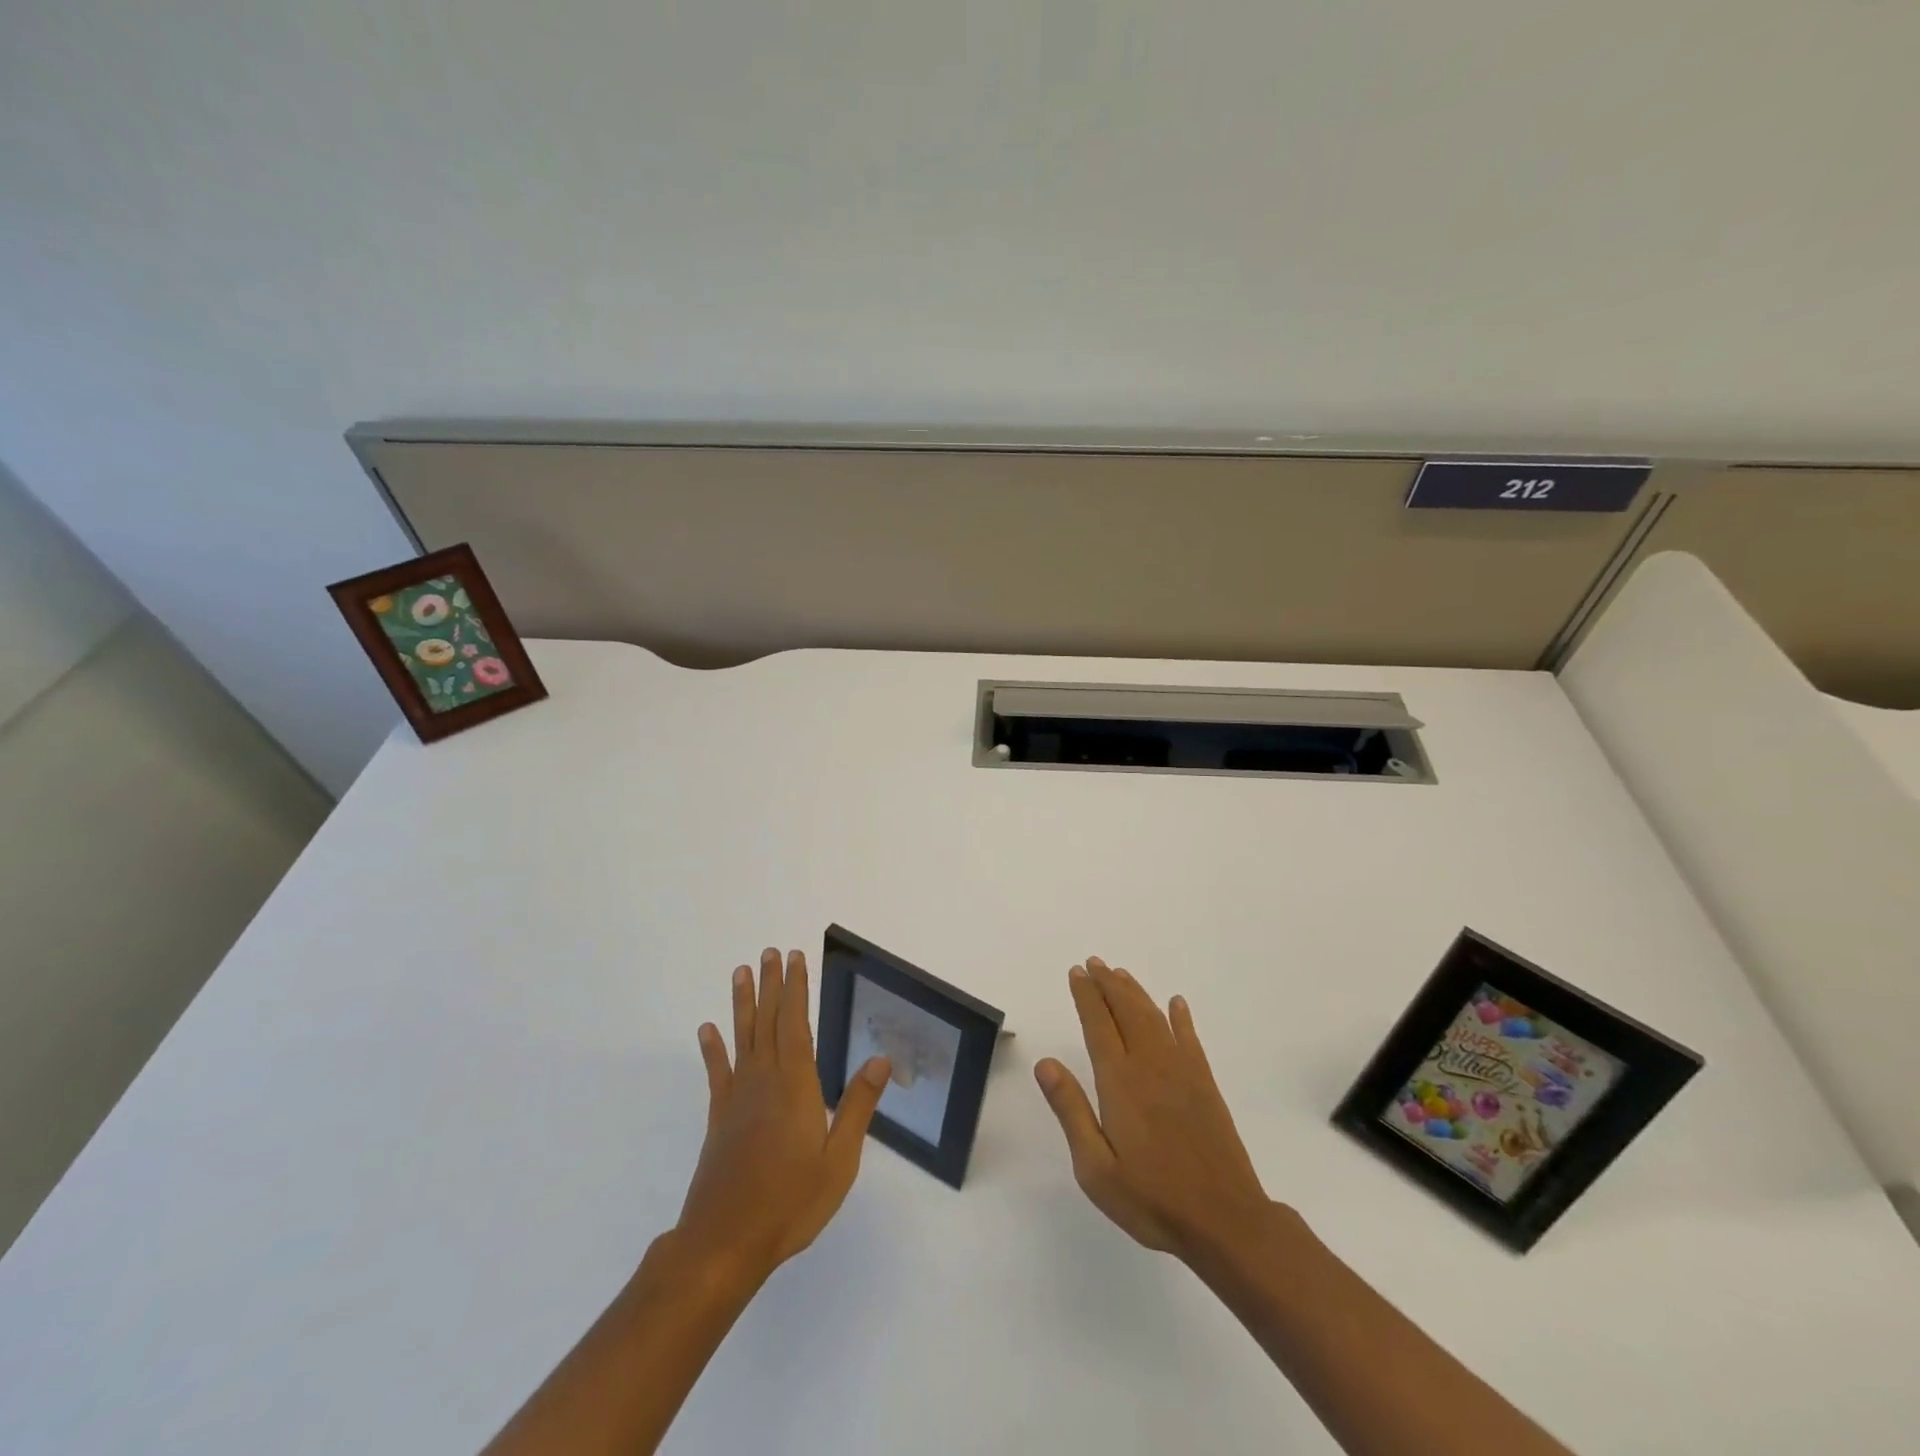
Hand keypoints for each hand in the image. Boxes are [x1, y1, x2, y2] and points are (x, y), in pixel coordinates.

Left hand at [676, 948, 889, 1288]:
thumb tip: (881, 1058)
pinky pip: (717, 1073)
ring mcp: (737, 1098)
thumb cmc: (790, 1202)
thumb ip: (857, 1106)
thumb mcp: (838, 1159)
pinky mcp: (719, 1118)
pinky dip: (713, 1049)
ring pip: (742, 1038)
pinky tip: (707, 1030)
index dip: (796, 989)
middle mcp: (765, 1081)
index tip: (795, 958)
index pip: (796, 1024)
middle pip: (768, 1022)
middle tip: (769, 952)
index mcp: (796, 1085)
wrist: (724, 1243)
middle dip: (771, 985)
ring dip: (742, 1004)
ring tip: (740, 972)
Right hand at [1035, 956, 1272, 1263]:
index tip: (1076, 972)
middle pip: (1126, 1011)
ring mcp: (1182, 1072)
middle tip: (1094, 963)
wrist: (1225, 1221)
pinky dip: (1181, 1018)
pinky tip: (1176, 1004)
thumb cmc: (1152, 1200)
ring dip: (1135, 992)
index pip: (1098, 1024)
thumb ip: (1071, 1111)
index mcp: (1120, 1082)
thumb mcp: (1096, 1168)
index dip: (1086, 996)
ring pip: (1154, 1018)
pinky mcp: (1206, 1085)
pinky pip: (1190, 1039)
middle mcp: (1150, 1065)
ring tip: (1119, 973)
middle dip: (1108, 984)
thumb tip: (1045, 1063)